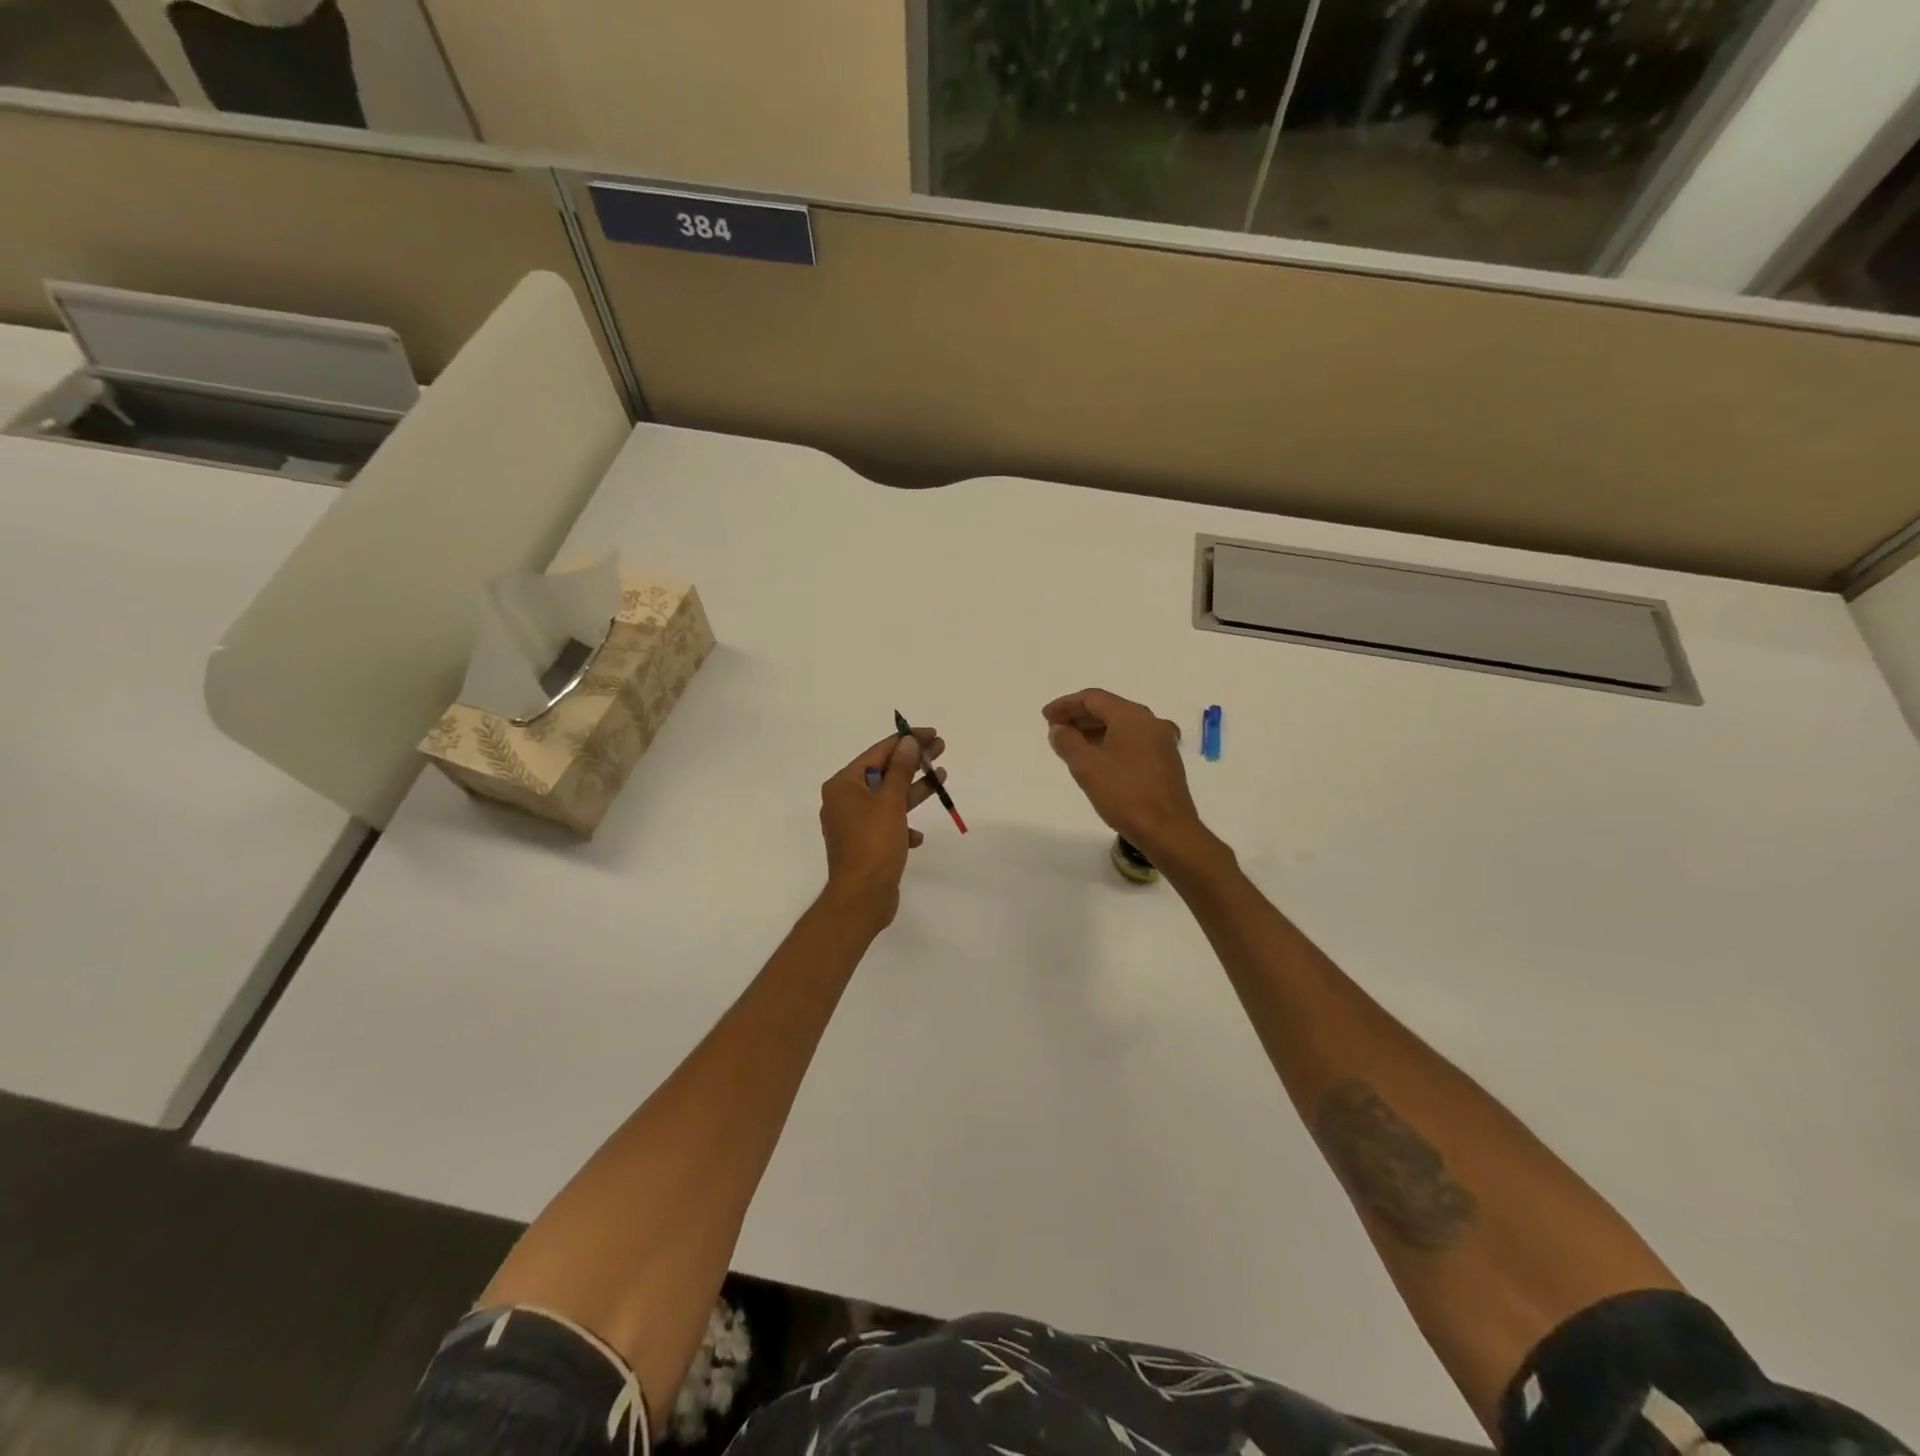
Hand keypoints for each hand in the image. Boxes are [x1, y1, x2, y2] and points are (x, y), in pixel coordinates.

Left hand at [818, 728, 945, 928]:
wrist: (862, 897)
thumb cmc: (874, 843)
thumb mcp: (890, 801)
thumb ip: (901, 769)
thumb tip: (908, 742)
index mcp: (843, 785)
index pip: (877, 753)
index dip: (905, 741)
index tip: (931, 733)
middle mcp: (844, 800)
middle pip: (883, 773)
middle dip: (913, 763)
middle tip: (941, 750)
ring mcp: (853, 824)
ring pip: (888, 798)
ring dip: (913, 790)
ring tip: (941, 778)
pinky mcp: (864, 844)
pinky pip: (887, 825)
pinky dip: (903, 825)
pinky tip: (917, 836)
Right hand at [1042, 689, 1204, 859]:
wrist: (1167, 830)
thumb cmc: (1124, 794)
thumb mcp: (1086, 766)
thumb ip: (1067, 742)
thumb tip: (1059, 728)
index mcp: (1132, 716)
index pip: (1093, 698)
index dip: (1066, 704)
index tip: (1046, 717)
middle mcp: (1150, 722)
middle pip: (1109, 709)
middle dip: (1079, 716)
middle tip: (1055, 729)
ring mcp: (1161, 743)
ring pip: (1121, 727)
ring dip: (1093, 731)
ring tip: (1070, 744)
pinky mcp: (1164, 762)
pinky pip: (1131, 742)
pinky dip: (1109, 743)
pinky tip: (1096, 760)